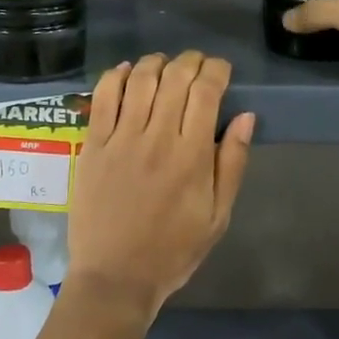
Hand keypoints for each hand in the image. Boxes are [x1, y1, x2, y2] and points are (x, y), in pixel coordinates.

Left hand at [68, 51, 255, 315]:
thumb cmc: (173, 250)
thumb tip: (245, 117)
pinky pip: (102, 98)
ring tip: (165, 64)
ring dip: (156, 62)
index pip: (206, 91)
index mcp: (192, 156)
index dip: (217, 70)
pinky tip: (126, 72)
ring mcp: (120, 139)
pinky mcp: (93, 146)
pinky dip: (115, 76)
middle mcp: (157, 138)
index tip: (222, 70)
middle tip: (197, 64)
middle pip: (175, 78)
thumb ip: (233, 163)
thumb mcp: (218, 216)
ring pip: (139, 80)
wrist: (115, 277)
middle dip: (190, 61)